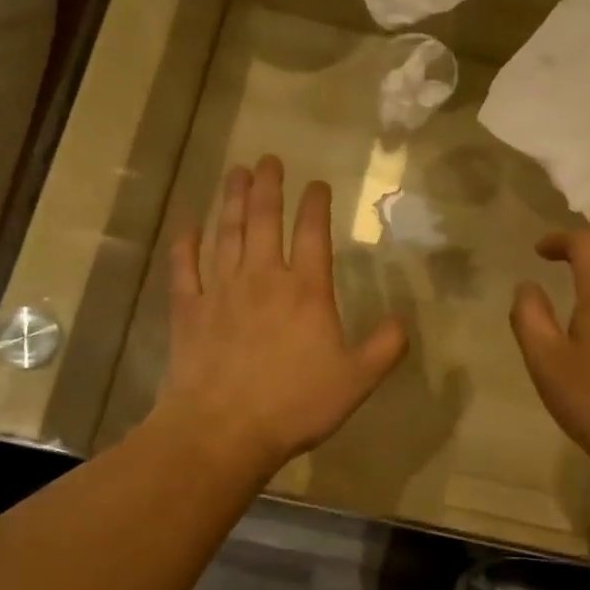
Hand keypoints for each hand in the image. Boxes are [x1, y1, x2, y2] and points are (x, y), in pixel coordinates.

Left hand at [154, 155, 408, 480]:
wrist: (224, 430)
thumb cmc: (295, 404)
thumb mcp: (356, 380)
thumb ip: (384, 347)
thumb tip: (405, 319)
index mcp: (305, 290)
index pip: (312, 233)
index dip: (315, 204)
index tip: (316, 183)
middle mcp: (262, 278)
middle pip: (263, 220)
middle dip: (267, 186)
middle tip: (267, 159)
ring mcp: (221, 290)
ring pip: (225, 233)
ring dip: (230, 200)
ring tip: (234, 173)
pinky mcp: (189, 310)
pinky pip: (185, 268)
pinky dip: (186, 245)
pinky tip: (188, 227)